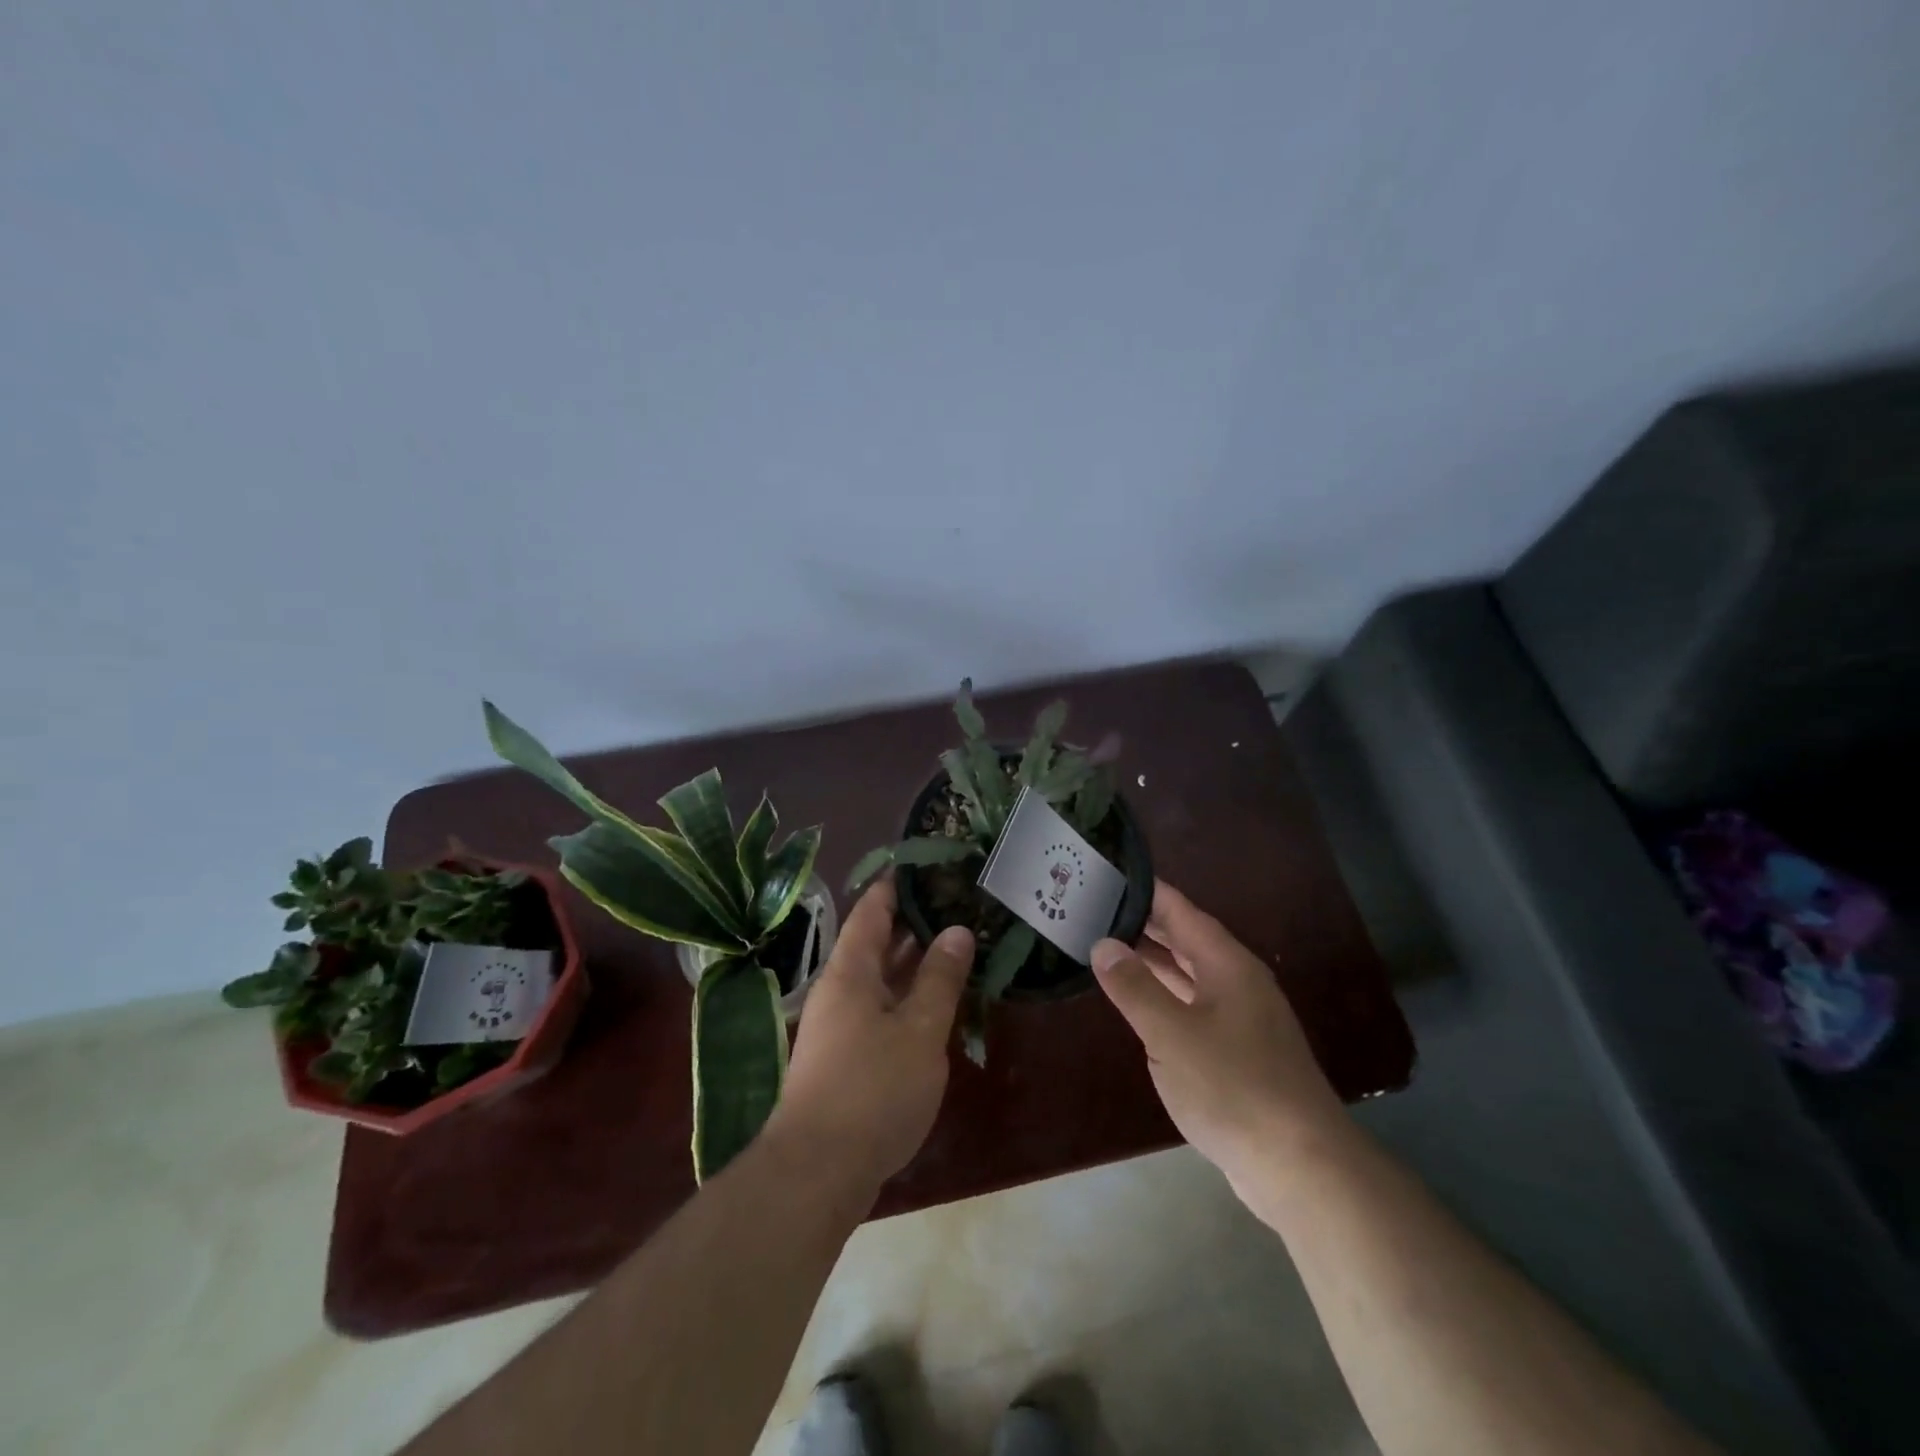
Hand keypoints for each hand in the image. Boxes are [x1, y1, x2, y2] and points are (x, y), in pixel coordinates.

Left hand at [764, 875, 974, 1201]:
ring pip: (880, 979)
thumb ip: (940, 979)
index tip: (927, 863)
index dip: (897, 884)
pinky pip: (880, 1009)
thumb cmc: (872, 1089)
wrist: (817, 1172)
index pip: (872, 910)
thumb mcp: (919, 1030)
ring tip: (956, 943)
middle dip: (913, 922)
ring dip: (913, 962)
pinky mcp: (846, 1058)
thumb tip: (957, 929)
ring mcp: (840, 1026)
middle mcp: (840, 990)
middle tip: (956, 902)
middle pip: (875, 942)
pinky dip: (908, 997)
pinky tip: (937, 1002)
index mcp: (850, 971)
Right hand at [1092, 880, 1346, 1191]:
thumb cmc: (1234, 1087)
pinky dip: (1164, 997)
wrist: (1301, 1167)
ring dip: (1153, 961)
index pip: (1181, 911)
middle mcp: (1238, 983)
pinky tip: (1140, 1004)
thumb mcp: (1172, 1034)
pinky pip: (1193, 1008)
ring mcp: (1242, 1019)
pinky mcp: (1240, 1053)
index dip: (1148, 891)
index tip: (1110, 872)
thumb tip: (1103, 943)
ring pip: (1189, 976)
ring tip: (1106, 946)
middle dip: (1144, 924)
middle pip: (1186, 940)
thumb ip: (1134, 987)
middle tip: (1095, 908)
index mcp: (1228, 965)